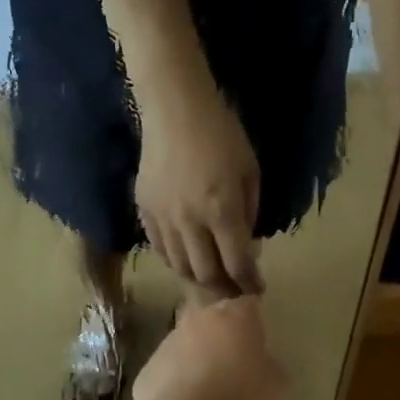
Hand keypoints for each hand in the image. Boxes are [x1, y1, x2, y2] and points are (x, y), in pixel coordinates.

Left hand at [129, 296, 288, 399]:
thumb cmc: (242, 399)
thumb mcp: (277, 386)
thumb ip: (270, 366)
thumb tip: (262, 365)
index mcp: (235, 315)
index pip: (248, 305)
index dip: (254, 322)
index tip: (258, 341)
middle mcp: (200, 318)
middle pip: (214, 320)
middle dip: (222, 336)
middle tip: (234, 365)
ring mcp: (169, 340)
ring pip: (188, 343)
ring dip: (197, 358)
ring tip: (208, 392)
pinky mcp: (148, 367)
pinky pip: (168, 369)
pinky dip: (176, 382)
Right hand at [135, 82, 264, 295]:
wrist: (175, 109)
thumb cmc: (222, 134)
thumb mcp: (250, 171)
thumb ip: (249, 212)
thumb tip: (246, 245)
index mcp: (222, 211)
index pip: (236, 263)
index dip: (248, 282)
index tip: (256, 290)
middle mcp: (190, 222)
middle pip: (205, 273)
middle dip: (223, 288)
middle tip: (233, 290)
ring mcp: (162, 218)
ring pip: (178, 265)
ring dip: (197, 277)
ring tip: (209, 277)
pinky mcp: (143, 210)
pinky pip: (158, 247)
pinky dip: (174, 258)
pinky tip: (185, 256)